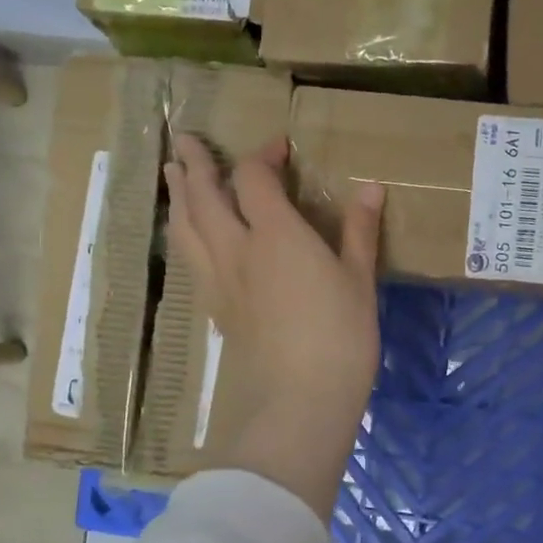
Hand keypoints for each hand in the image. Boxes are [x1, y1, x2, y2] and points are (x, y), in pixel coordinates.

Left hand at [164, 134, 383, 520]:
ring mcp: (220, 281)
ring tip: (172, 175)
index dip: (263, 156)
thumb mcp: (359, 281)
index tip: (279, 148)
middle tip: (186, 141)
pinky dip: (185, 235)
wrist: (299, 401)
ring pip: (187, 228)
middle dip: (196, 166)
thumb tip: (370, 187)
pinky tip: (190, 238)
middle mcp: (237, 249)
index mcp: (276, 235)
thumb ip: (360, 231)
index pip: (255, 179)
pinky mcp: (216, 309)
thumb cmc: (340, 337)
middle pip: (205, 197)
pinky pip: (191, 259)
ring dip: (179, 196)